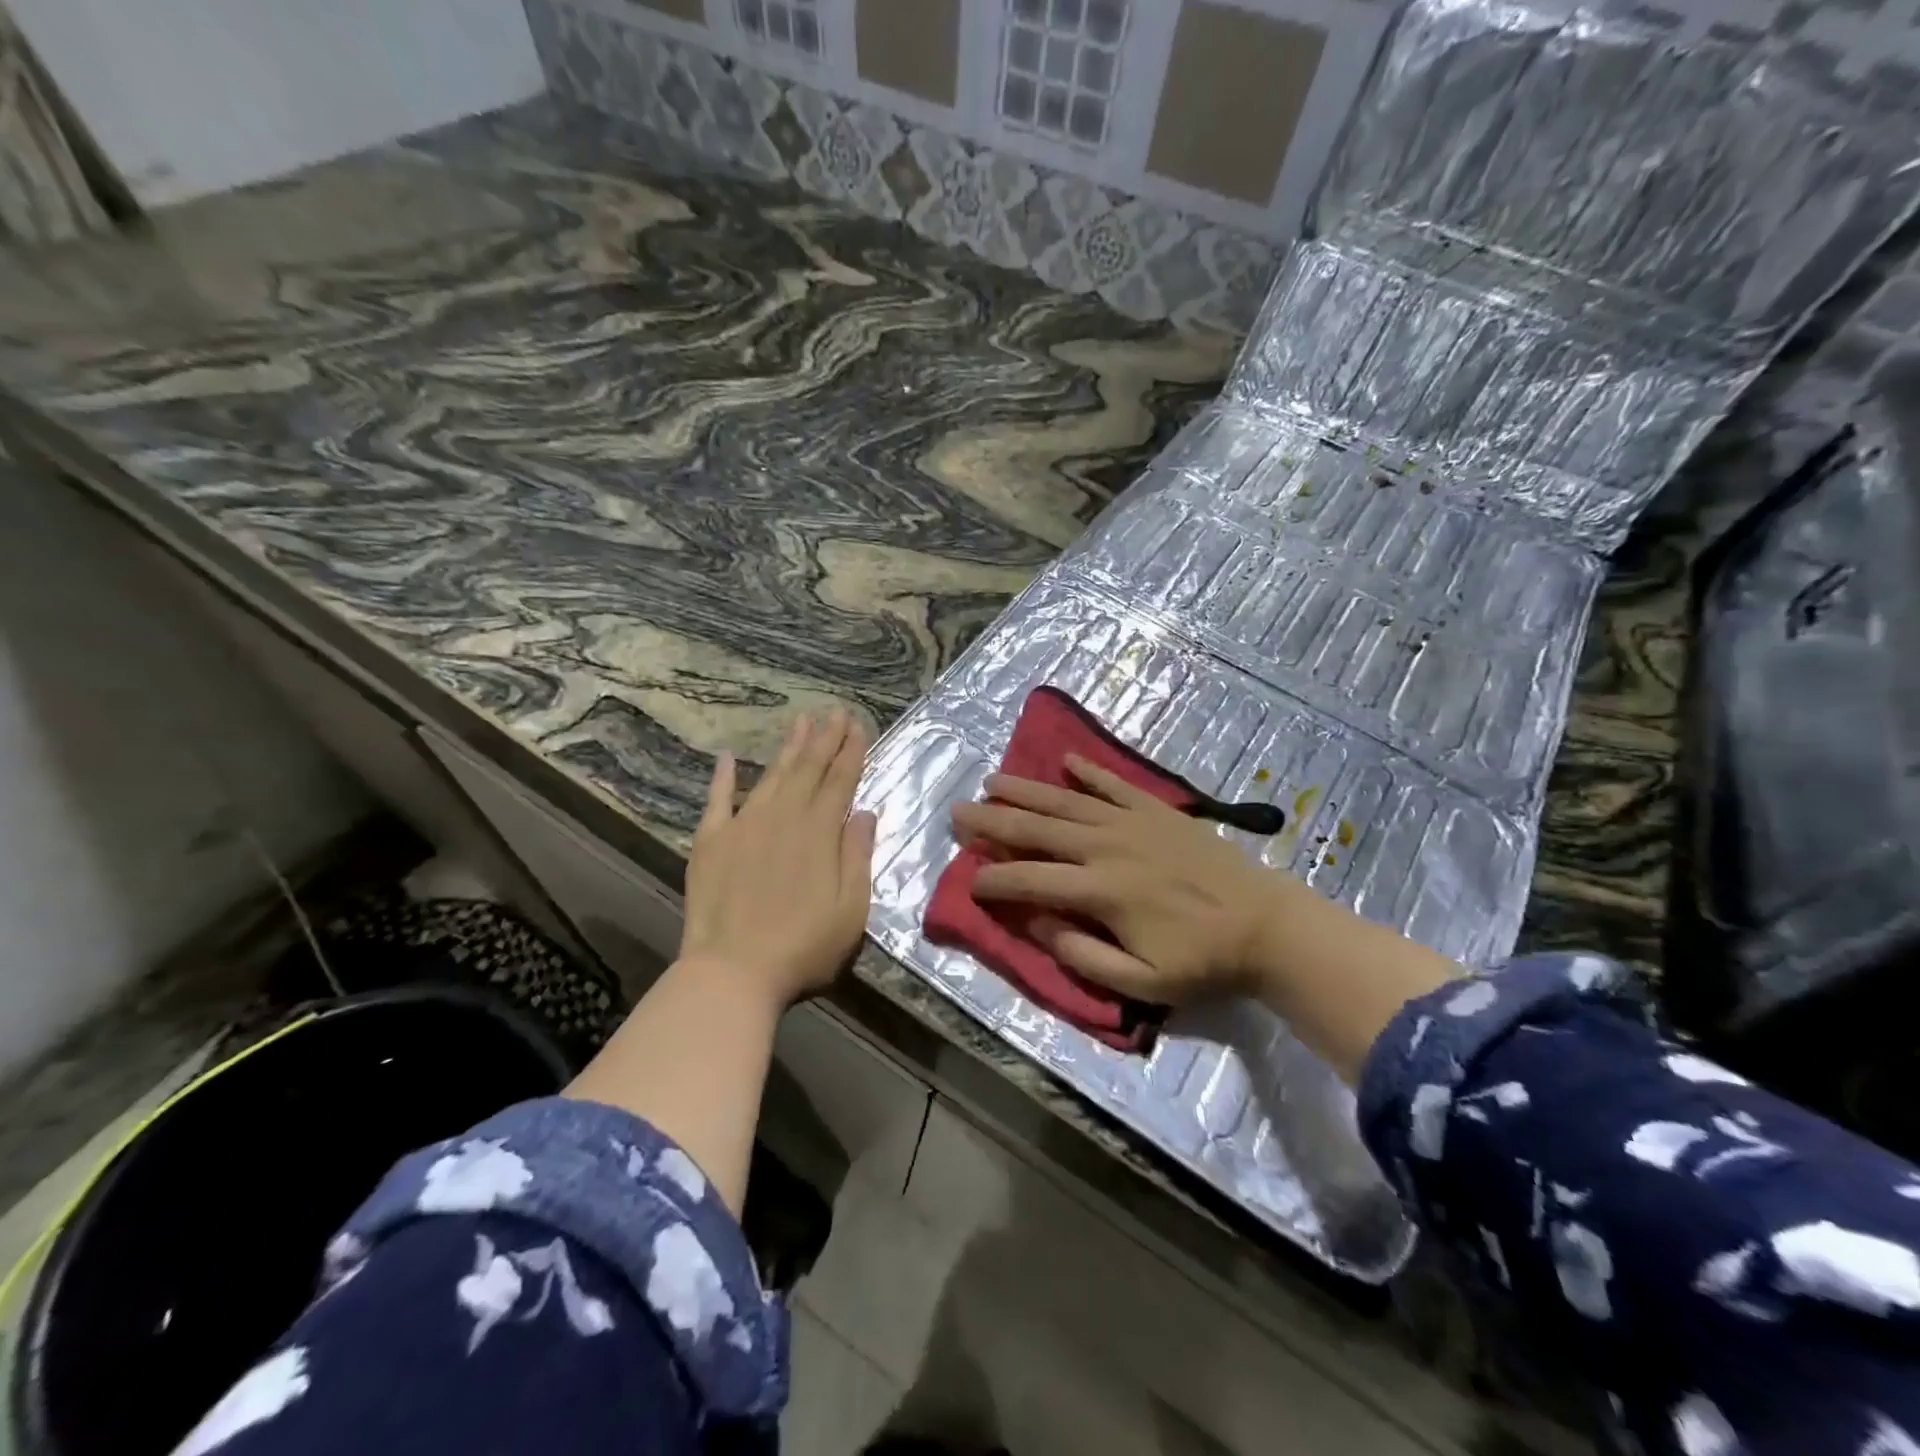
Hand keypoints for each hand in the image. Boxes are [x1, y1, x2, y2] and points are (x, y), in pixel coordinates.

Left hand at [679, 710, 876, 1008]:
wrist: (732, 972)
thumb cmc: (803, 947)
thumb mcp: (851, 909)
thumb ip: (857, 856)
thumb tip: (864, 812)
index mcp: (819, 833)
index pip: (840, 781)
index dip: (851, 752)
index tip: (858, 725)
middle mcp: (783, 818)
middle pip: (808, 769)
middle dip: (825, 739)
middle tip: (836, 712)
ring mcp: (744, 825)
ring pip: (772, 776)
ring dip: (788, 747)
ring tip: (801, 721)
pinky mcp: (711, 841)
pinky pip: (718, 800)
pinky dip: (724, 777)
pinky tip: (729, 757)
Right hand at [952, 752, 1462, 1082]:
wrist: (1267, 925)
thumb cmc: (1201, 960)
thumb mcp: (1141, 981)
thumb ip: (1081, 956)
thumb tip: (1037, 924)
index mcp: (1100, 891)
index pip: (1031, 879)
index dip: (994, 879)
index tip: (969, 880)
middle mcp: (1108, 847)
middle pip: (1039, 829)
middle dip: (994, 820)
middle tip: (958, 811)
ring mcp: (1133, 823)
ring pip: (1067, 802)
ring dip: (1027, 790)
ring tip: (993, 781)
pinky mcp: (1158, 811)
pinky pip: (1115, 785)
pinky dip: (1089, 772)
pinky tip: (1067, 760)